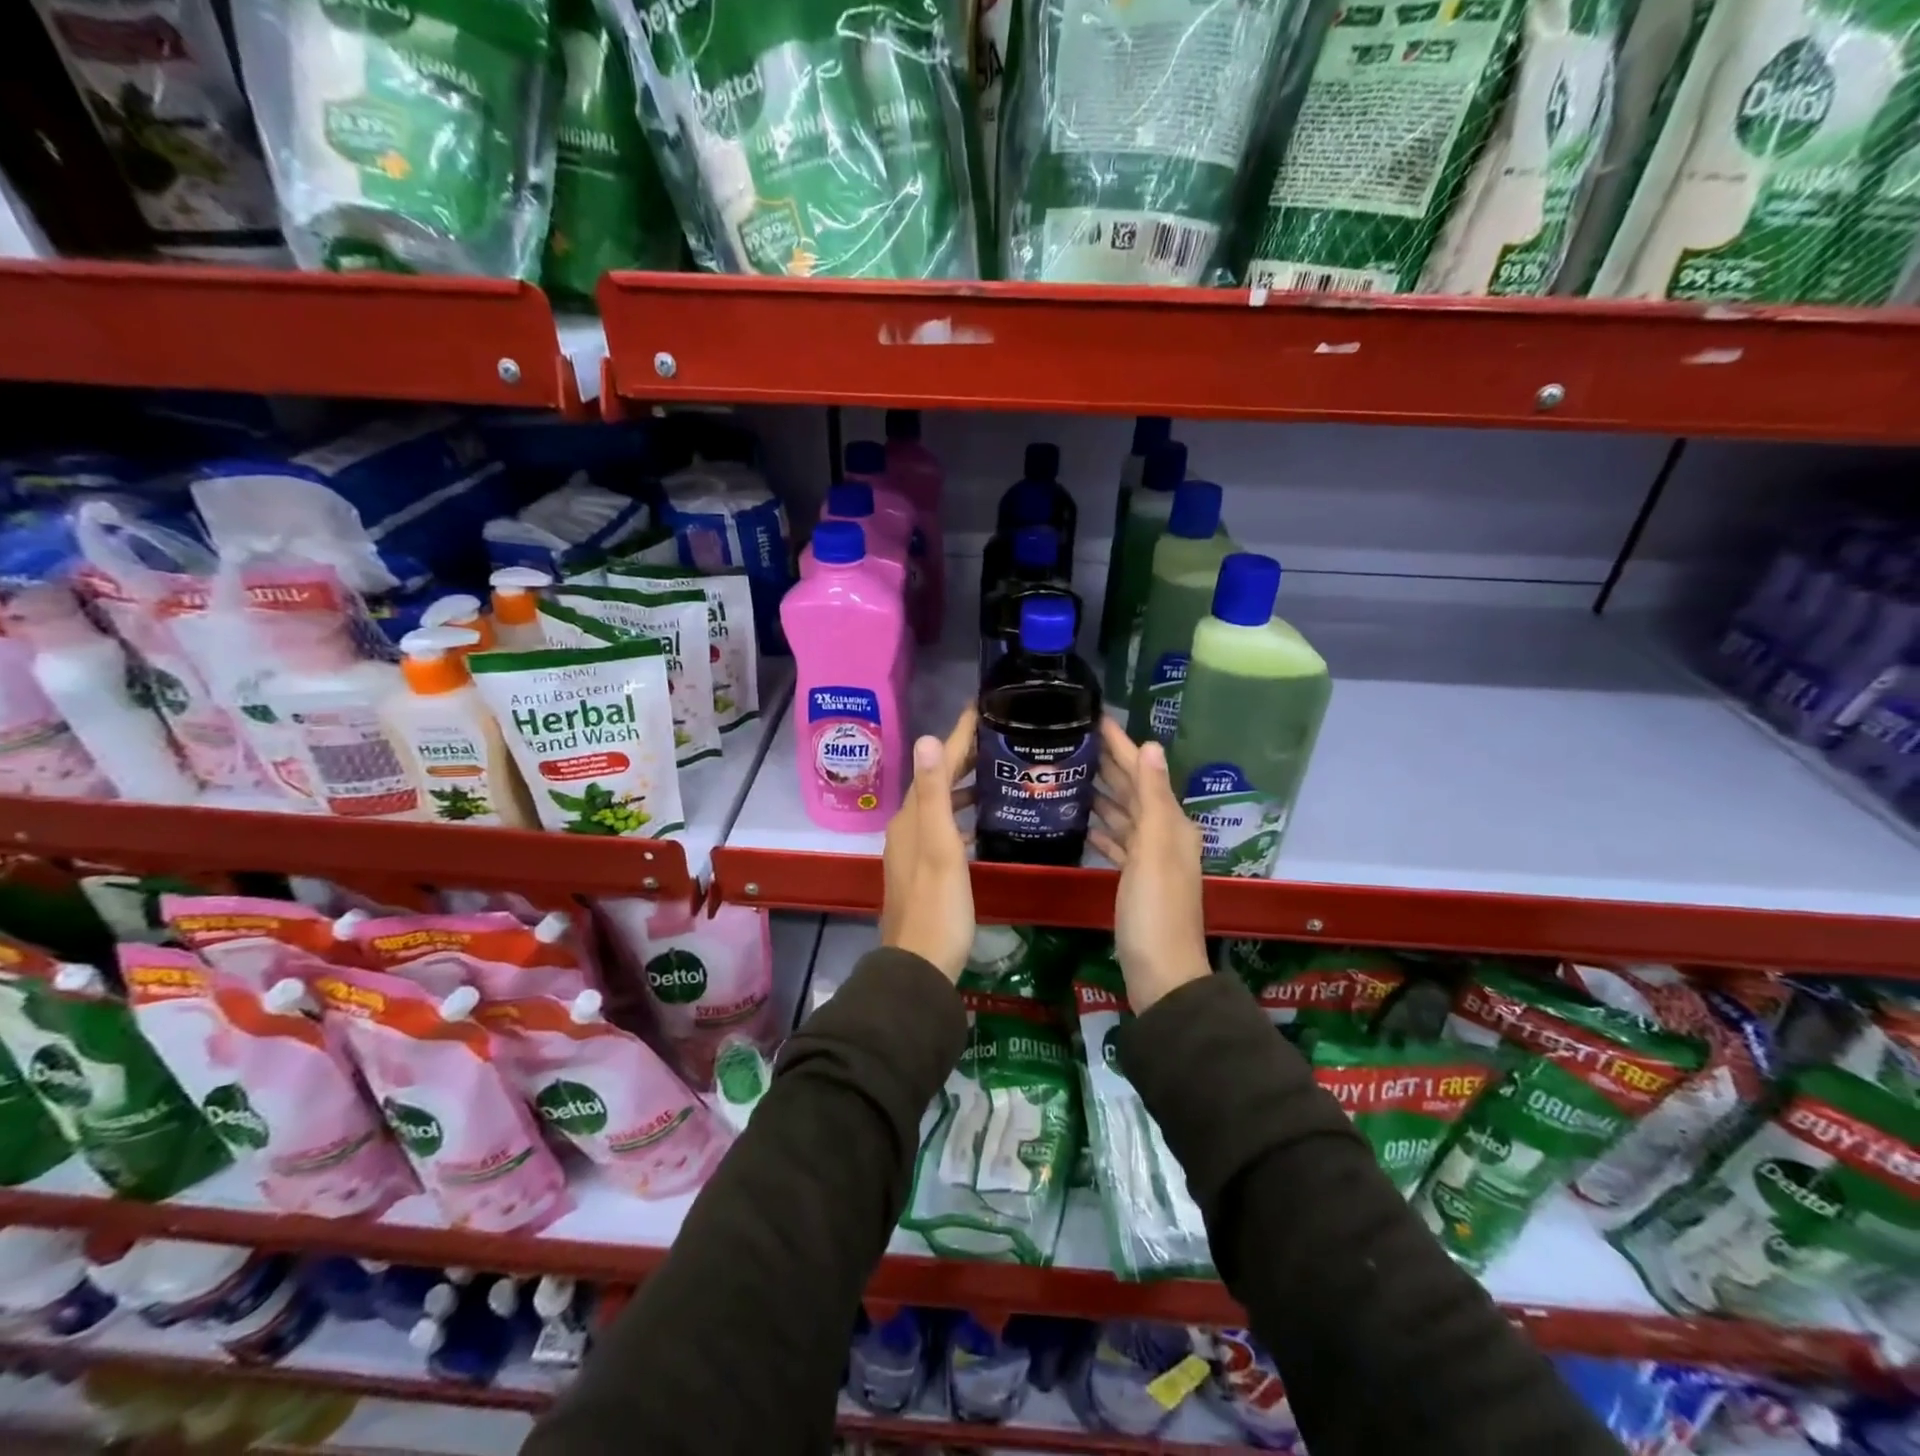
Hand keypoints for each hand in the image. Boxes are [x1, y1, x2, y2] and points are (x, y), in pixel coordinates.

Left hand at [879, 708, 976, 982]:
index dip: (958, 736)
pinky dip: (962, 816)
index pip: (935, 764)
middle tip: (998, 738)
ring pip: (940, 806)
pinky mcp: (924, 871)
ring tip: (995, 774)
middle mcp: (907, 828)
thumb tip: (927, 738)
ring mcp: (913, 851)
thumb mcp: (940, 847)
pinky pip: (944, 828)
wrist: (920, 966)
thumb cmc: (938, 906)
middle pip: (936, 782)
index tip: (981, 709)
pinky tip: (982, 823)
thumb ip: (933, 794)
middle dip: (963, 757)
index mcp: (911, 818)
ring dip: (963, 787)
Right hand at [1089, 718, 1209, 1011]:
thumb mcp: (1154, 849)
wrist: (1161, 973)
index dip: (1121, 746)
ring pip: (1123, 817)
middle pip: (1133, 792)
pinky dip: (1103, 831)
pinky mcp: (1135, 882)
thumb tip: (1150, 746)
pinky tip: (1084, 824)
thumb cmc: (1154, 910)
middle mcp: (1164, 837)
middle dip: (1109, 765)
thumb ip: (1151, 797)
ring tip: (1072, 775)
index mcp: (1171, 824)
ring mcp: (1150, 861)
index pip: (1142, 773)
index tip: (1096, 720)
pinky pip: (1118, 845)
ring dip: (1102, 796)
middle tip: (1075, 742)